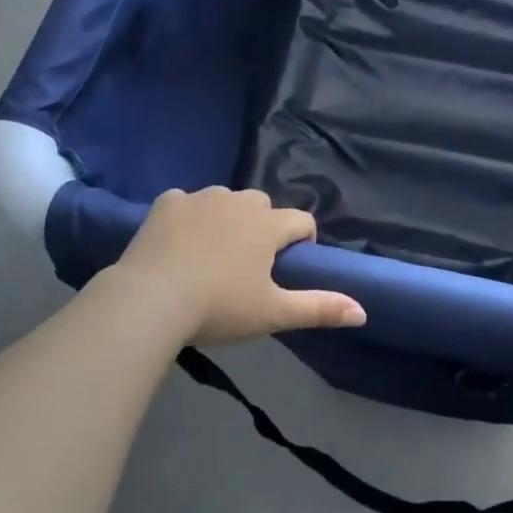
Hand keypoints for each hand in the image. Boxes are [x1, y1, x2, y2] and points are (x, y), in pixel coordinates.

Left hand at [111, 187, 365, 346]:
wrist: (149, 300)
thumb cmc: (218, 308)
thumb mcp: (272, 314)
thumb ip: (319, 308)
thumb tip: (363, 312)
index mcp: (267, 225)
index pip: (301, 221)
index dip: (302, 241)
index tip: (288, 267)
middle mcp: (238, 201)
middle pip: (263, 205)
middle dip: (263, 227)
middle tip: (247, 265)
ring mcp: (201, 198)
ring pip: (226, 200)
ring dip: (227, 218)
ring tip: (210, 254)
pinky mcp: (167, 202)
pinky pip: (186, 202)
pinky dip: (188, 216)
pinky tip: (177, 243)